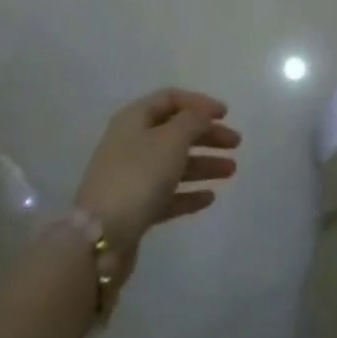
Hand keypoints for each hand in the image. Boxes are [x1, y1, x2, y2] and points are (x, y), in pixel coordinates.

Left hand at [75, 89, 240, 260]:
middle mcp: (131, 143)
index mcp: (134, 119)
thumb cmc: (138, 176)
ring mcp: (132, 177)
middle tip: (235, 143)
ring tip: (231, 171)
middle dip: (206, 135)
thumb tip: (202, 114)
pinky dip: (189, 193)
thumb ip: (193, 121)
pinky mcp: (135, 208)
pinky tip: (210, 197)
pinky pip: (167, 193)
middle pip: (175, 131)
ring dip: (203, 164)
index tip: (225, 114)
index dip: (199, 103)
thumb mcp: (171, 139)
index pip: (170, 99)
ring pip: (174, 163)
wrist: (101, 238)